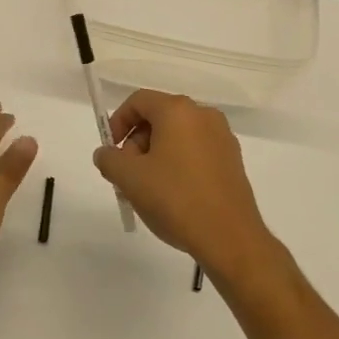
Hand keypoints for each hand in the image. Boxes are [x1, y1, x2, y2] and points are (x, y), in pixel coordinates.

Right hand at [93, 90, 278, 283]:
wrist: (229, 237)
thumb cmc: (175, 199)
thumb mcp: (130, 179)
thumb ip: (109, 159)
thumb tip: (106, 153)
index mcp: (178, 110)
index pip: (139, 101)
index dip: (118, 121)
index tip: (111, 150)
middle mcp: (203, 115)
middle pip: (159, 117)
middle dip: (137, 142)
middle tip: (128, 175)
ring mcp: (222, 137)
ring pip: (178, 136)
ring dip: (156, 155)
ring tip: (149, 190)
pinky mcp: (233, 160)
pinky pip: (196, 151)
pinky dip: (179, 164)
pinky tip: (174, 195)